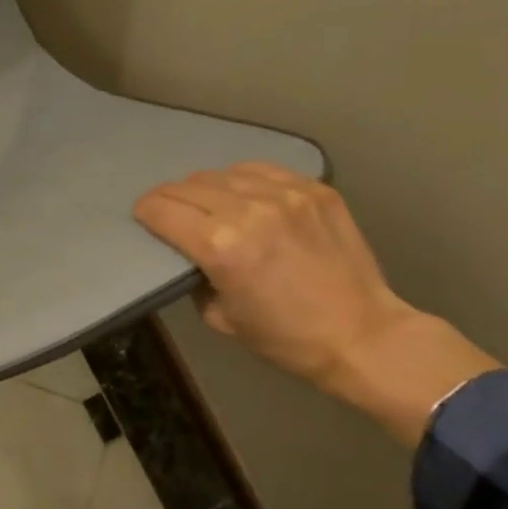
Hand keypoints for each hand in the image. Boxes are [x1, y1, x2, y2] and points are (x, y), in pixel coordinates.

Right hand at [134, 164, 497, 444]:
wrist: (364, 336)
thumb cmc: (285, 338)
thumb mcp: (220, 318)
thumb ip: (195, 278)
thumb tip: (187, 255)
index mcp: (221, 248)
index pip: (163, 210)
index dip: (145, 212)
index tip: (143, 217)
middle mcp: (249, 212)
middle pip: (187, 186)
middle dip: (169, 198)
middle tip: (168, 211)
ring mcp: (286, 196)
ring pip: (222, 174)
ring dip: (203, 187)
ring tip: (206, 202)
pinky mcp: (314, 190)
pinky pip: (262, 170)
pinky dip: (242, 179)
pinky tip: (243, 194)